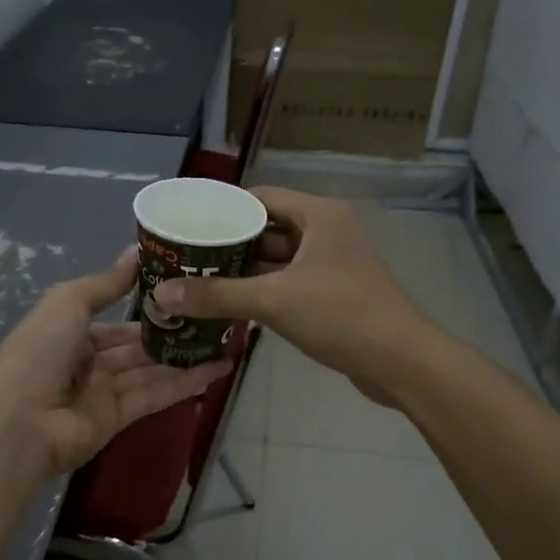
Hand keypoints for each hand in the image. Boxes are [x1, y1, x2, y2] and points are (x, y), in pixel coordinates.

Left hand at [0, 248, 230, 475]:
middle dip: (171, 333)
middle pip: (136, 347)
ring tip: (225, 340)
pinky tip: (218, 368)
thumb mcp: (68, 303)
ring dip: (186, 357)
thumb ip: (105, 283)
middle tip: (214, 315)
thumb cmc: (40, 351)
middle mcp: (87, 363)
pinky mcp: (119, 419)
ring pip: (151, 370)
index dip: (146, 308)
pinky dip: (185, 382)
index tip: (184, 293)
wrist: (22, 419)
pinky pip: (156, 395)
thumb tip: (136, 252)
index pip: (114, 321)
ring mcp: (103, 393)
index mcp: (70, 334)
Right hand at [153, 188, 427, 393]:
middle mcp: (326, 232)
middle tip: (184, 257)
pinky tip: (228, 306)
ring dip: (242, 272)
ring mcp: (330, 264)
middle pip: (265, 230)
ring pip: (275, 261)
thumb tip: (160, 293)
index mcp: (318, 215)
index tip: (186, 224)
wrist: (399, 361)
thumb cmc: (340, 314)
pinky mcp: (331, 294)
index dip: (222, 210)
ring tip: (196, 281)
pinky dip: (261, 292)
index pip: (259, 198)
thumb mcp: (273, 300)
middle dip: (227, 244)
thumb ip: (216, 295)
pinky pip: (287, 284)